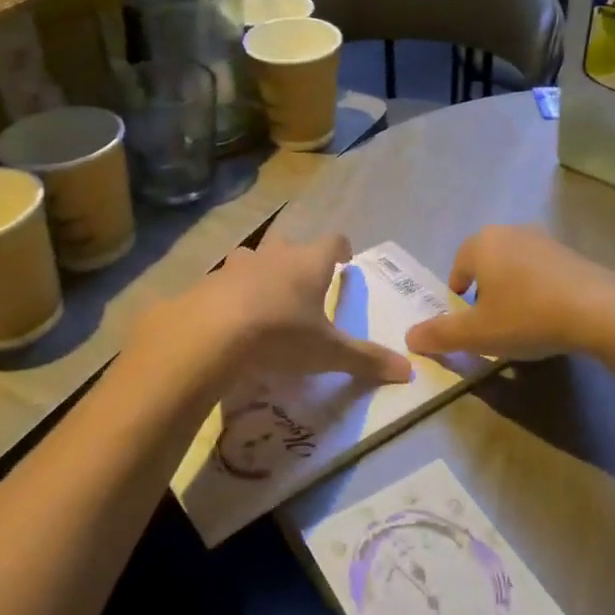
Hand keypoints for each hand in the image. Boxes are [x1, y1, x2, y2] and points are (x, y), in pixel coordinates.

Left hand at [140, 235, 411, 386]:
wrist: (207, 336)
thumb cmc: (280, 335)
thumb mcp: (328, 353)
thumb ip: (367, 360)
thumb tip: (409, 372)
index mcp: (309, 263)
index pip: (333, 241)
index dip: (340, 249)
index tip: (344, 261)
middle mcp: (274, 255)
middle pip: (291, 245)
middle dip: (298, 261)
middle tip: (303, 286)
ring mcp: (236, 266)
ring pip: (253, 260)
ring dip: (261, 274)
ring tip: (265, 301)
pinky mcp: (205, 284)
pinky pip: (223, 284)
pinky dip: (230, 296)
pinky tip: (230, 322)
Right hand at [404, 226, 614, 361]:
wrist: (599, 310)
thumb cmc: (527, 316)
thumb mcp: (477, 334)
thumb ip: (440, 335)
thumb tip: (409, 337)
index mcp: (482, 243)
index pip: (458, 267)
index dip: (457, 297)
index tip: (467, 322)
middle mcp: (511, 232)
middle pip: (486, 264)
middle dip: (485, 292)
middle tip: (491, 324)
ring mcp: (545, 240)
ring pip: (515, 267)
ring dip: (512, 291)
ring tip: (521, 323)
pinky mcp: (572, 254)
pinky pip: (542, 272)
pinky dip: (538, 291)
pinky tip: (549, 317)